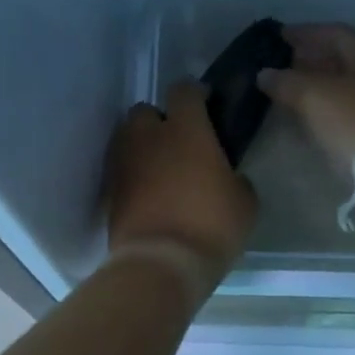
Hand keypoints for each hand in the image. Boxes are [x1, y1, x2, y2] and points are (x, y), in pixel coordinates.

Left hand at [105, 81, 256, 278]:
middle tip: (179, 143)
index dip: (196, 93)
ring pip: (128, 139)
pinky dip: (132, 175)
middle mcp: (148, 136)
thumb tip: (225, 176)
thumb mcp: (245, 201)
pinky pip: (121, 170)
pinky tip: (148, 194)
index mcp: (186, 129)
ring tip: (161, 170)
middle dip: (159, 121)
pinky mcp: (109, 190)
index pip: (184, 90)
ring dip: (143, 147)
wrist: (160, 264)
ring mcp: (123, 162)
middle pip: (146, 111)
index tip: (207, 105)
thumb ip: (234, 177)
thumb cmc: (210, 224)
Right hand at [258, 24, 354, 171]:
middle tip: (282, 63)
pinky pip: (346, 112)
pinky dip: (323, 109)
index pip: (337, 32)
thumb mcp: (313, 95)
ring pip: (343, 88)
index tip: (280, 36)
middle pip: (342, 60)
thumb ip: (285, 81)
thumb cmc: (354, 122)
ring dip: (315, 86)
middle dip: (310, 59)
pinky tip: (305, 117)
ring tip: (288, 91)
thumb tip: (264, 73)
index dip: (307, 31)